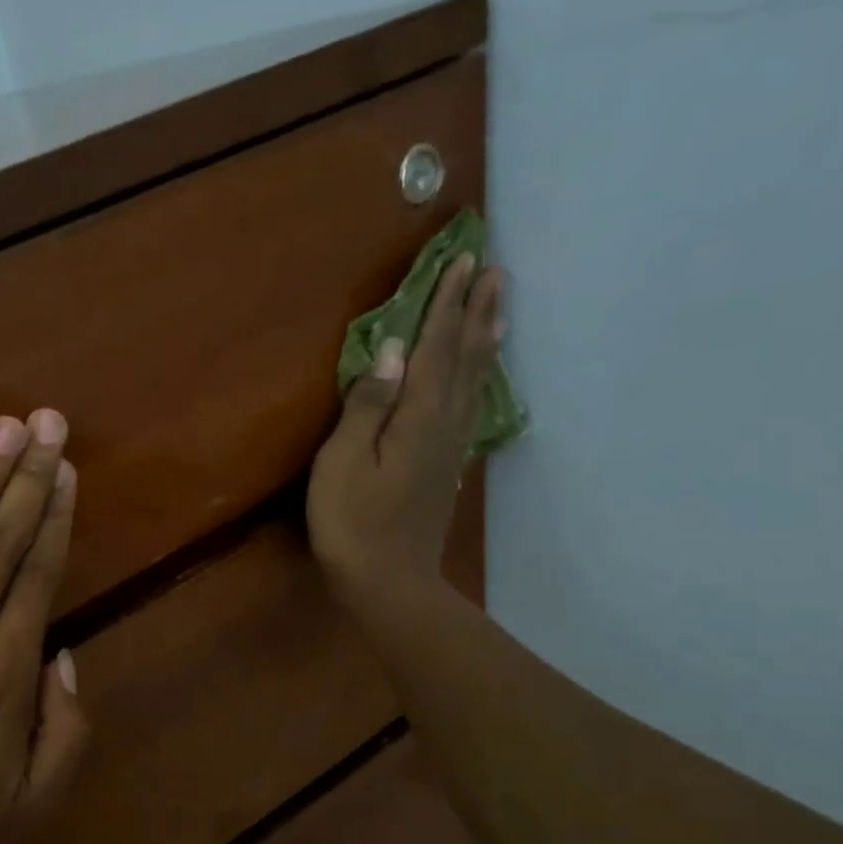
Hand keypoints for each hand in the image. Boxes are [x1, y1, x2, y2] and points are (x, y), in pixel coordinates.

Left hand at [0, 411, 87, 843]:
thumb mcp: (34, 800)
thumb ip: (68, 728)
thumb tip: (64, 653)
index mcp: (7, 673)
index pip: (38, 575)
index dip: (54, 516)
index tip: (65, 469)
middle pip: (1, 542)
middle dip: (27, 476)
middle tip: (46, 421)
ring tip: (3, 428)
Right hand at [307, 255, 504, 620]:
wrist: (388, 582)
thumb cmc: (352, 523)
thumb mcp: (343, 462)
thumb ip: (368, 405)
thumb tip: (392, 351)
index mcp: (418, 418)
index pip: (436, 349)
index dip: (446, 305)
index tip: (463, 261)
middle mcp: (443, 425)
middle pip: (465, 359)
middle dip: (476, 313)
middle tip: (494, 270)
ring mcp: (448, 448)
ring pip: (474, 382)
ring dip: (484, 341)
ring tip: (499, 308)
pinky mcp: (445, 467)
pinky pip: (469, 407)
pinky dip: (479, 379)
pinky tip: (479, 376)